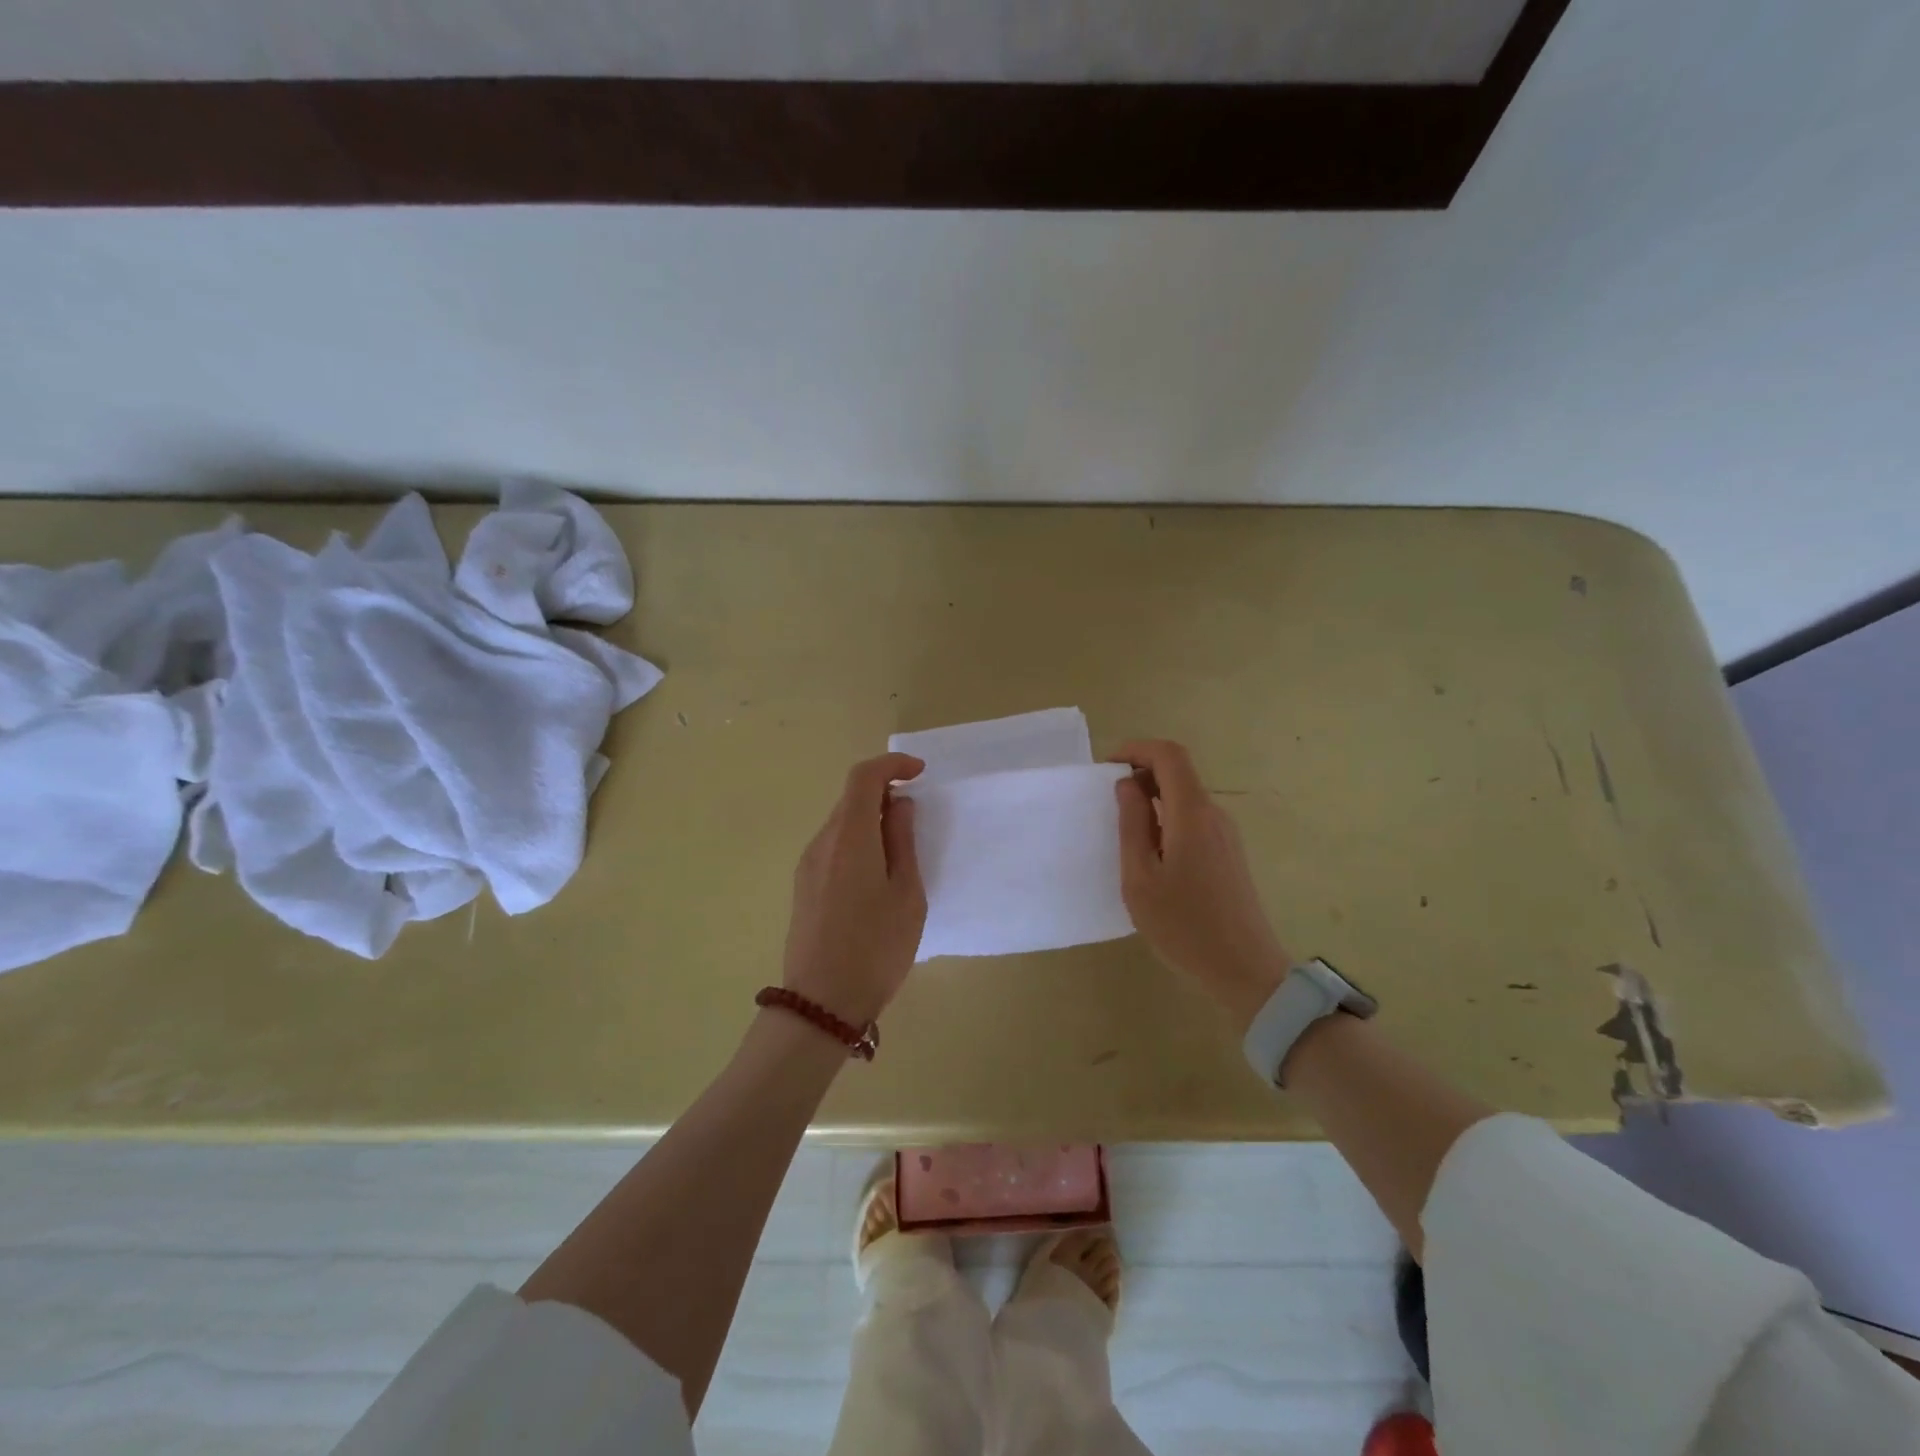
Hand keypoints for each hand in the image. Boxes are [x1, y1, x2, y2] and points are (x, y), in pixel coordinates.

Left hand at [781, 753, 926, 1027]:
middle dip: (884, 794)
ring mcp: (807, 865)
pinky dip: (857, 842)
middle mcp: (821, 842)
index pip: (863, 777)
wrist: (822, 1003)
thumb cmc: (876, 947)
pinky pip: (833, 847)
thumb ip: (902, 842)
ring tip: (900, 851)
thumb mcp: (907, 894)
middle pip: (850, 799)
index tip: (919, 773)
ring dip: (870, 821)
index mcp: (849, 837)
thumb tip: (899, 806)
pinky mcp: (803, 886)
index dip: (891, 765)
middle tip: (916, 817)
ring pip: (841, 824)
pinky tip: (876, 875)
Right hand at [1111, 740, 1293, 1031]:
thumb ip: (1132, 825)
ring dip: (1153, 799)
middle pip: (1179, 772)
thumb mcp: (1141, 878)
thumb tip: (1127, 785)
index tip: (1107, 767)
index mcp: (1192, 813)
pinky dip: (1167, 819)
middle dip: (1141, 774)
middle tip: (1108, 803)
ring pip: (1186, 796)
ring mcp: (1226, 834)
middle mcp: (1214, 814)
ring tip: (1124, 832)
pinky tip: (1151, 854)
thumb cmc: (1184, 925)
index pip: (1169, 754)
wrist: (1244, 970)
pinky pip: (1194, 819)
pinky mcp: (1229, 853)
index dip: (1136, 749)